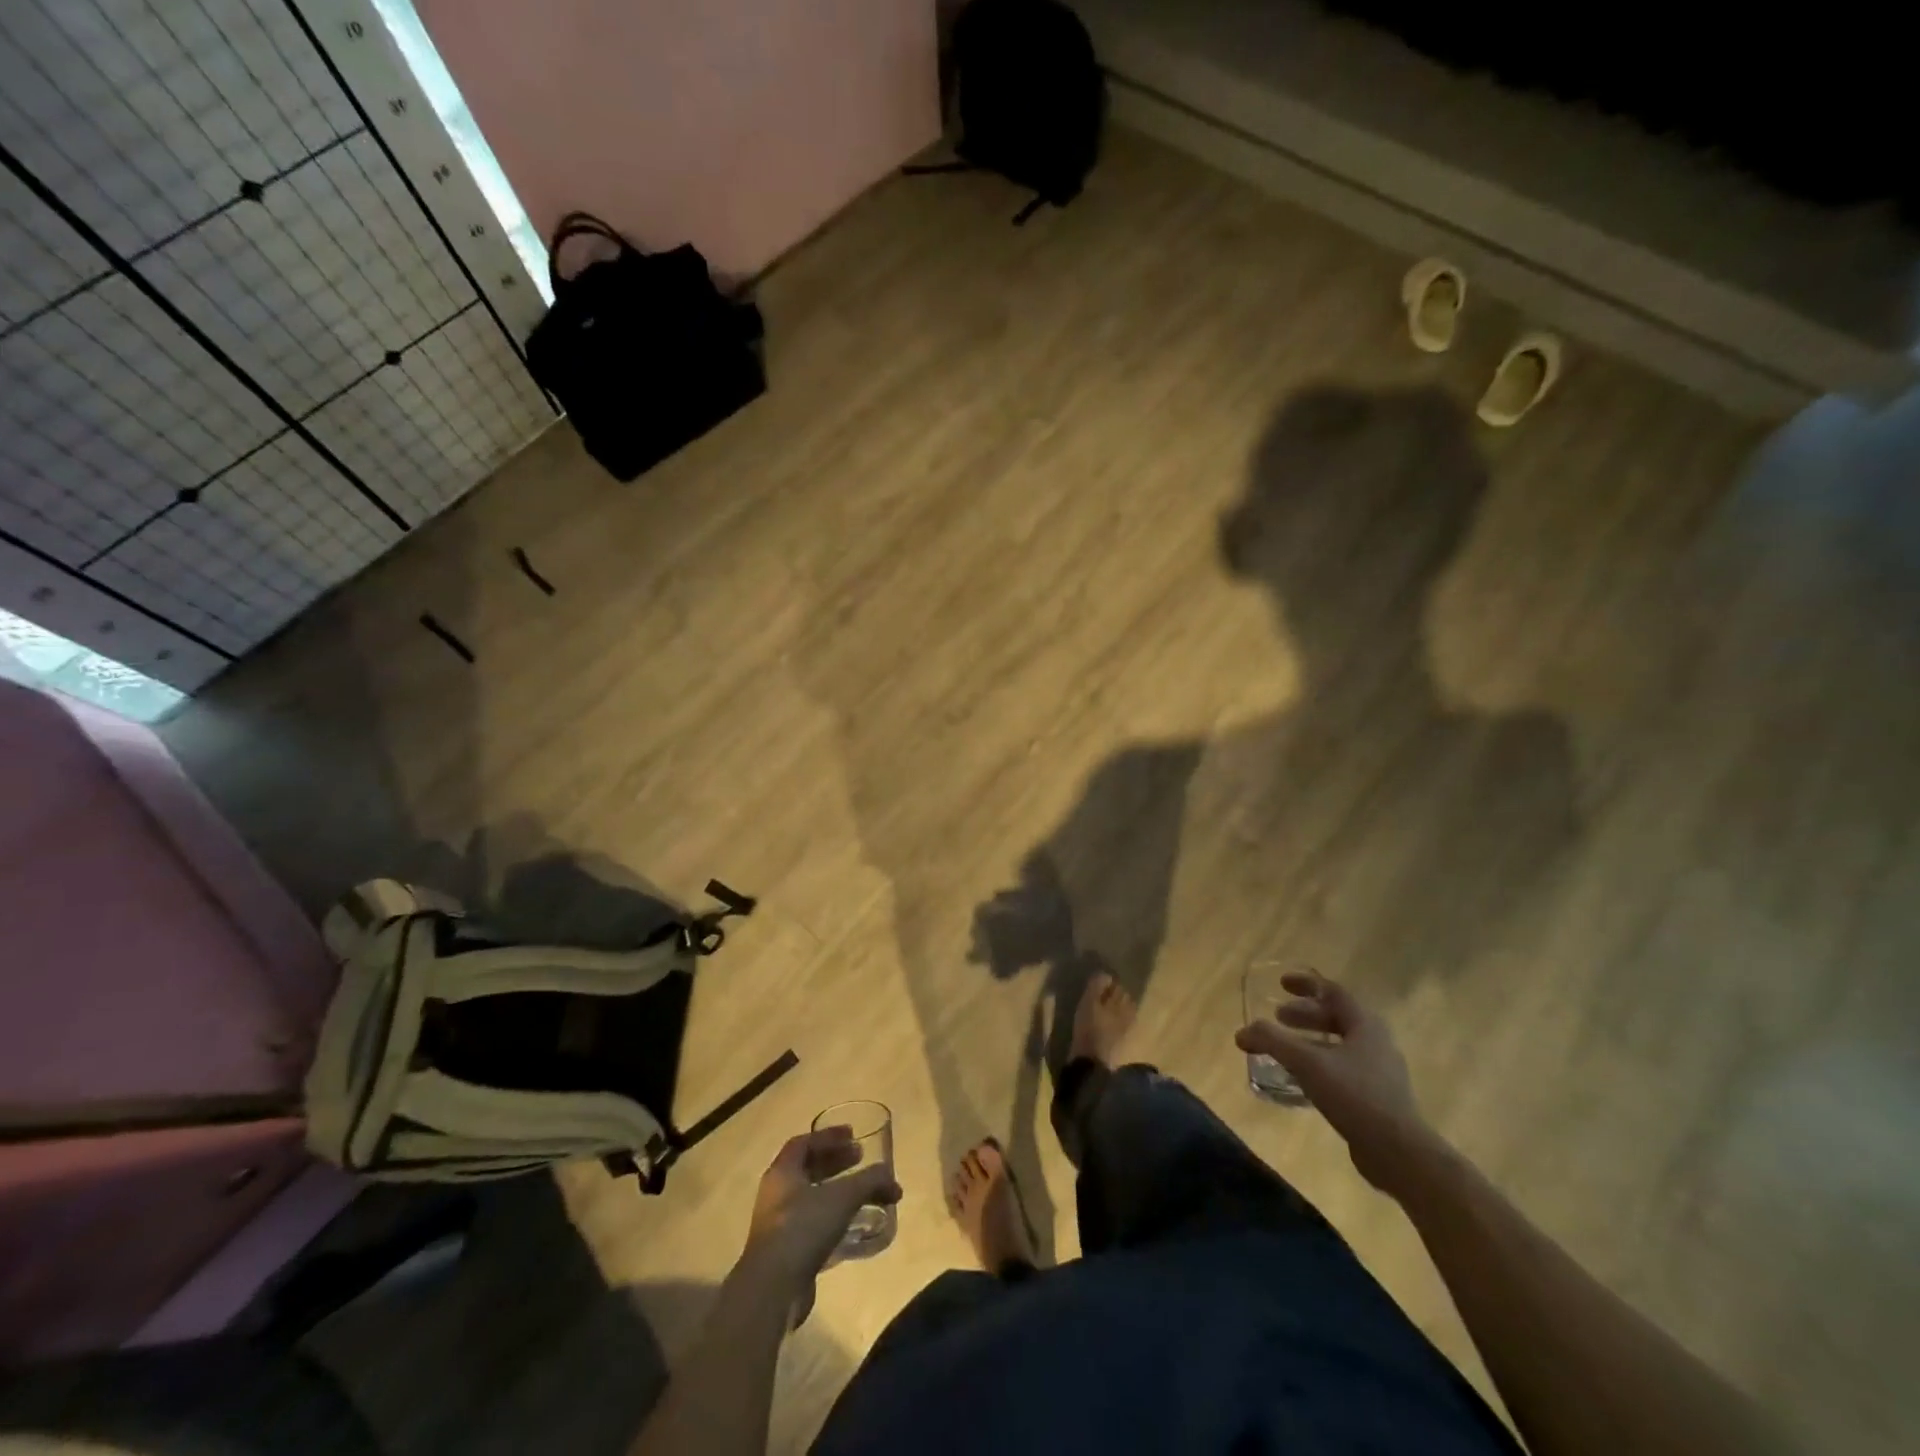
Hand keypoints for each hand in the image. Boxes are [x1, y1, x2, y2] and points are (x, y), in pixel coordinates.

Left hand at [742, 1128, 901, 1295]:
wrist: (773, 1289)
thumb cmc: (804, 1228)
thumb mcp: (843, 1197)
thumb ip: (869, 1181)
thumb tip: (890, 1178)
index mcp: (782, 1172)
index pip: (804, 1143)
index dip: (829, 1136)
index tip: (853, 1135)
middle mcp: (777, 1193)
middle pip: (808, 1168)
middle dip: (836, 1161)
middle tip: (861, 1158)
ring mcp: (779, 1224)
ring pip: (811, 1197)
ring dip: (837, 1190)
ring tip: (863, 1192)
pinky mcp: (786, 1251)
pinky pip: (812, 1223)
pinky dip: (833, 1216)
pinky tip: (852, 1224)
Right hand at [1235, 970, 1445, 1198]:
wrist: (1399, 1153)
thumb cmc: (1355, 1095)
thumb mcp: (1307, 1063)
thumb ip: (1273, 1042)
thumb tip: (1243, 1032)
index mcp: (1365, 1025)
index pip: (1333, 992)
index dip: (1306, 985)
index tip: (1281, 984)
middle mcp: (1375, 1042)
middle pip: (1336, 1017)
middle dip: (1304, 1015)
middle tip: (1278, 1018)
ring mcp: (1379, 1071)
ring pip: (1339, 1045)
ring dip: (1310, 1041)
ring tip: (1284, 1049)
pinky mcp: (1377, 1097)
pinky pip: (1342, 1069)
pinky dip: (1318, 1064)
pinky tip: (1301, 1081)